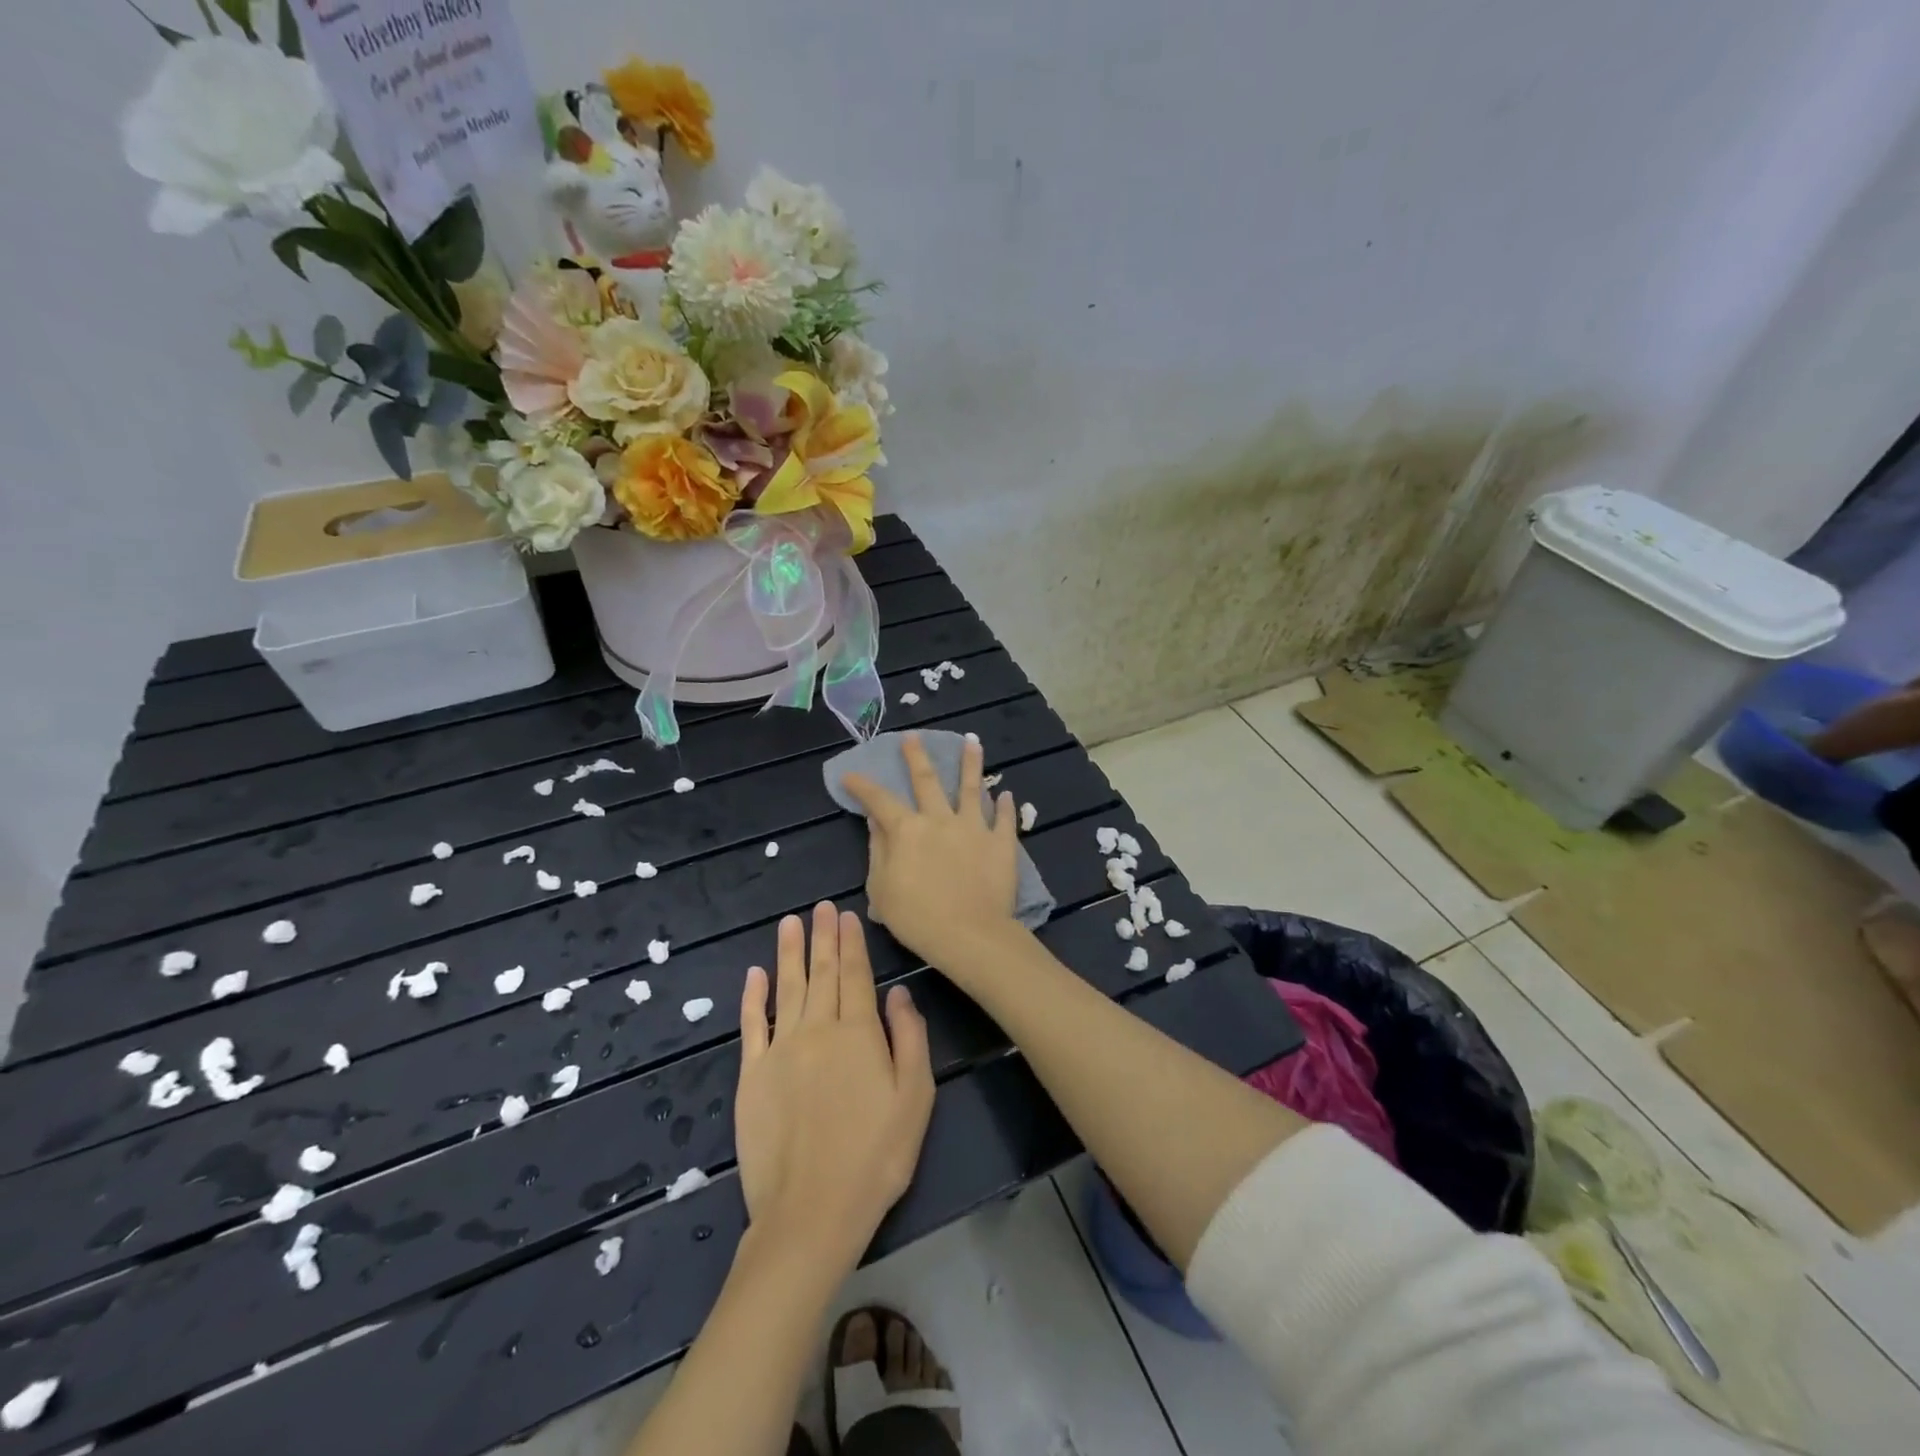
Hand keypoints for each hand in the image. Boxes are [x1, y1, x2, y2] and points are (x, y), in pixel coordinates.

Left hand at [734, 903, 934, 1268]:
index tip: (846, 916)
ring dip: (788, 952)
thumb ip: (910, 1039)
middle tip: (820, 907)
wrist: (811, 1212)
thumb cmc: (876, 1157)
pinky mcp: (751, 1075)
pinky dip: (752, 996)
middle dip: (822, 937)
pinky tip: (754, 973)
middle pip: (821, 973)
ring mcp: (780, 1050)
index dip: (851, 943)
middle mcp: (818, 1030)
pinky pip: (751, 1025)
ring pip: (786, 988)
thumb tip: (898, 993)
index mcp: (858, 1033)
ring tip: (790, 923)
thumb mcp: (915, 1098)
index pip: (855, 975)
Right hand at [842, 733, 1021, 972]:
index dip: (862, 785)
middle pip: (926, 780)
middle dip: (916, 756)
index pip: (879, 800)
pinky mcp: (1001, 842)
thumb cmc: (917, 918)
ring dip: (970, 763)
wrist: (970, 935)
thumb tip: (874, 820)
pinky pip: (1004, 819)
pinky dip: (1005, 806)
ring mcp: (973, 827)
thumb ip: (878, 850)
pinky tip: (1007, 793)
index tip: (850, 774)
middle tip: (912, 737)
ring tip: (972, 742)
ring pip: (971, 787)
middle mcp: (939, 819)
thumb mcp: (881, 889)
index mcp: (906, 830)